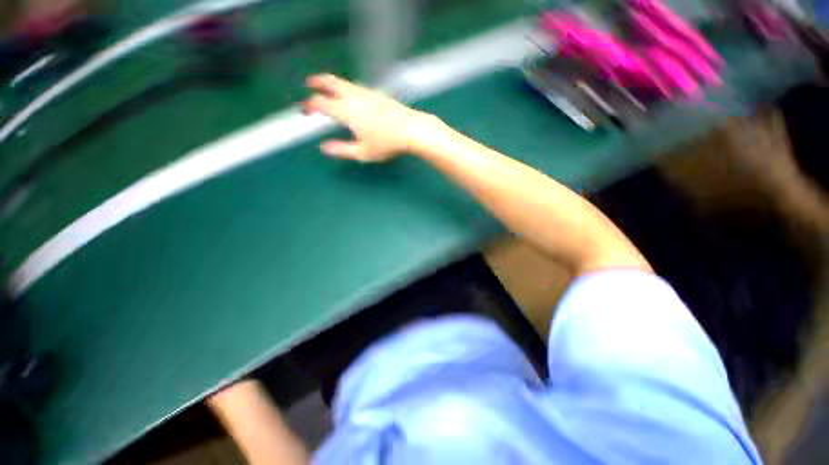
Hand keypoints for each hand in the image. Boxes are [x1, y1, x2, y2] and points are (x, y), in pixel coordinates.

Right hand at [302, 74, 440, 161]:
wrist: (411, 130)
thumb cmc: (387, 144)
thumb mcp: (363, 153)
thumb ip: (342, 150)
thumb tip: (324, 148)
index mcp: (346, 111)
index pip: (321, 104)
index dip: (309, 105)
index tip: (303, 109)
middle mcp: (353, 97)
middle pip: (330, 83)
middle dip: (317, 81)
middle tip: (309, 82)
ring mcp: (366, 93)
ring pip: (344, 82)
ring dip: (331, 82)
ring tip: (327, 86)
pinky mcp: (377, 94)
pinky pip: (355, 86)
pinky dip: (345, 86)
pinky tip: (350, 94)